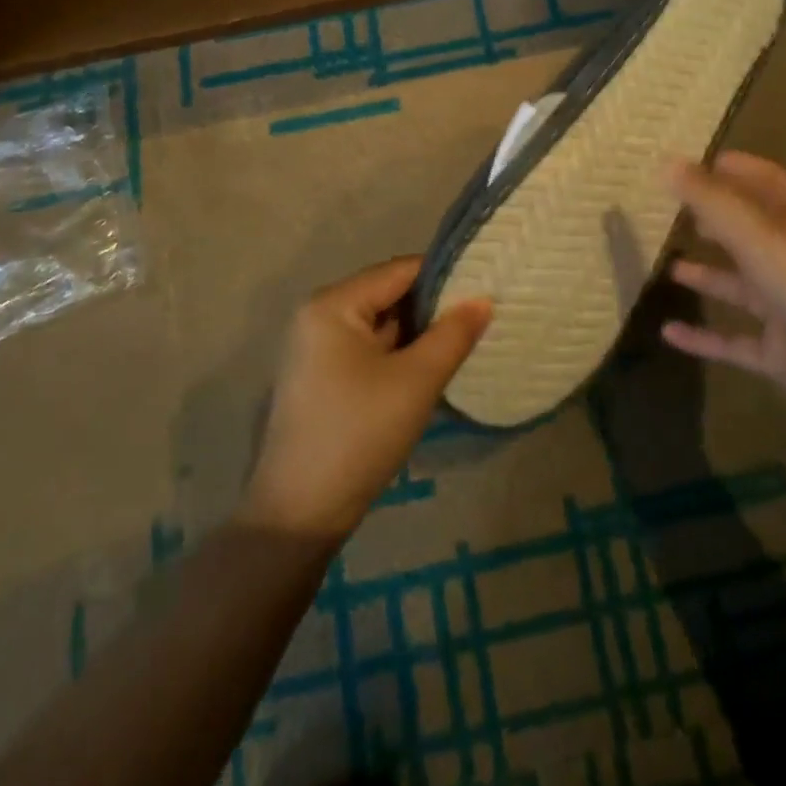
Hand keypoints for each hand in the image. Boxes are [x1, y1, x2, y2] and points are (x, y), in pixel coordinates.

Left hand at [240, 258, 492, 541]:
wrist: (299, 514)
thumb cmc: (359, 434)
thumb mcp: (416, 381)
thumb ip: (453, 334)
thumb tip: (483, 299)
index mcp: (333, 304)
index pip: (399, 271)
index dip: (443, 276)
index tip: (486, 286)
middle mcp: (318, 316)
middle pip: (388, 295)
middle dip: (433, 307)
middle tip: (481, 316)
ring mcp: (316, 349)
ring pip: (380, 325)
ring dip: (418, 334)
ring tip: (465, 339)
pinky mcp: (321, 378)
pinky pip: (368, 350)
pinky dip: (399, 355)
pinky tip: (432, 368)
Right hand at [662, 152, 785, 446]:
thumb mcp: (762, 239)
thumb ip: (713, 202)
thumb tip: (665, 163)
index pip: (767, 182)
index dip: (735, 168)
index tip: (691, 162)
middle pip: (749, 231)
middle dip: (713, 218)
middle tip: (669, 210)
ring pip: (740, 285)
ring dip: (706, 274)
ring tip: (665, 264)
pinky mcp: (782, 355)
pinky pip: (734, 340)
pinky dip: (702, 338)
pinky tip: (668, 333)